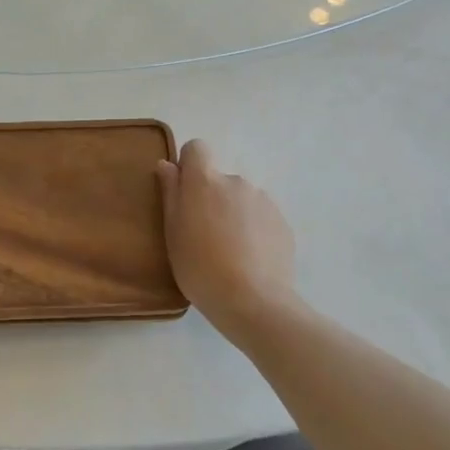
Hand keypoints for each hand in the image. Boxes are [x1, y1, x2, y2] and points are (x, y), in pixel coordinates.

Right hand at [156, 140, 305, 345]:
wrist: (254, 302)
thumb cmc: (200, 267)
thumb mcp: (173, 232)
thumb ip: (171, 193)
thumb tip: (167, 165)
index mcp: (205, 181)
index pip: (197, 148)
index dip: (189, 166)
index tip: (185, 194)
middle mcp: (236, 181)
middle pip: (219, 180)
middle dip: (212, 198)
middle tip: (204, 235)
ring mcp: (263, 201)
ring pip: (241, 199)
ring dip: (234, 215)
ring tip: (230, 252)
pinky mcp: (282, 222)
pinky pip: (261, 217)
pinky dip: (254, 230)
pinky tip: (250, 260)